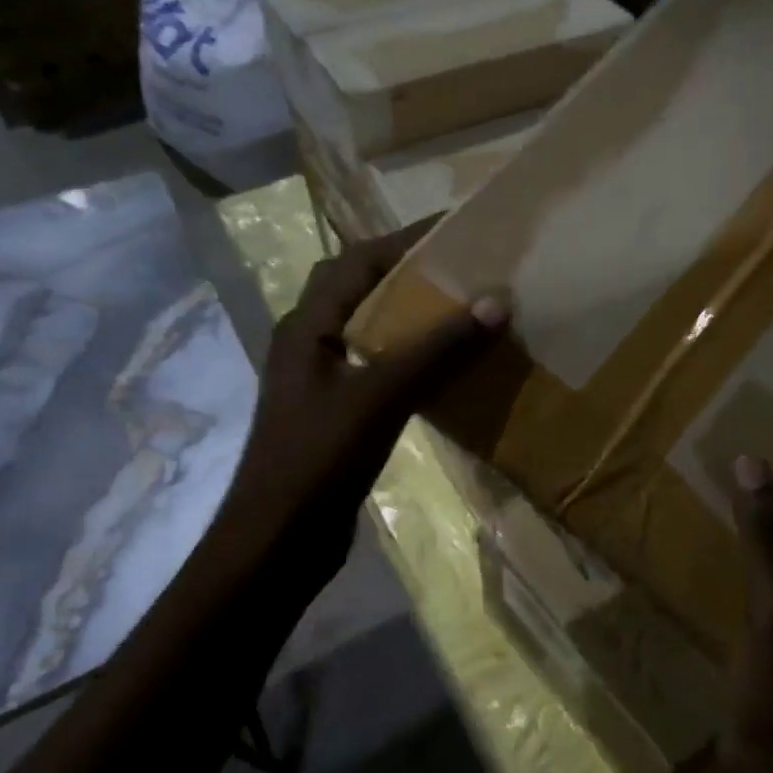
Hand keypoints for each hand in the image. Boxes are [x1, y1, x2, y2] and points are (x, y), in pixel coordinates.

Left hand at [224, 218, 506, 579]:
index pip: (358, 261)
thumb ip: (437, 349)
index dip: (406, 240)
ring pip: (374, 329)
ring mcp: (324, 379)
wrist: (277, 543)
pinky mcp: (340, 412)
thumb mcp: (380, 396)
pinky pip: (383, 366)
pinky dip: (415, 355)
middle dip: (411, 272)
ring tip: (466, 307)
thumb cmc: (318, 459)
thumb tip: (495, 302)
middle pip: (363, 289)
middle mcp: (312, 342)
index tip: (458, 229)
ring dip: (414, 314)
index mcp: (308, 326)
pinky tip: (450, 366)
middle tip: (467, 267)